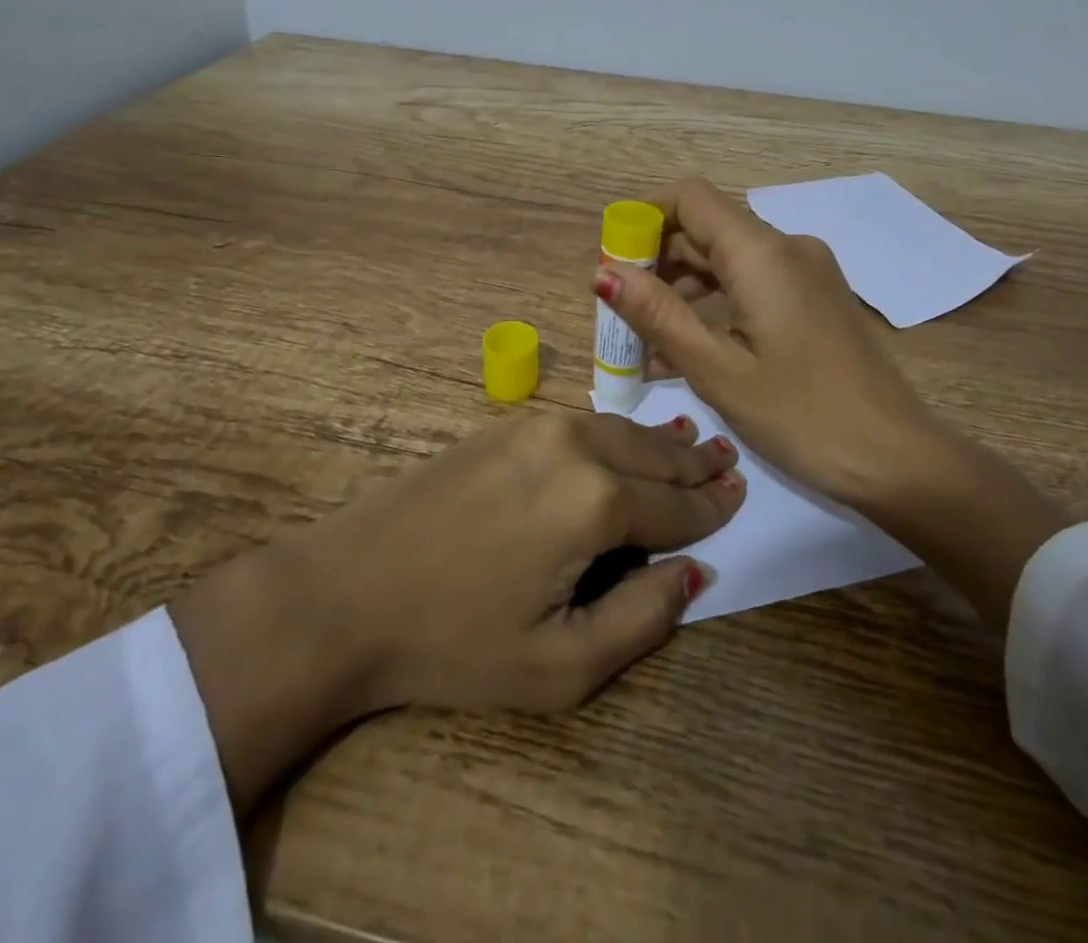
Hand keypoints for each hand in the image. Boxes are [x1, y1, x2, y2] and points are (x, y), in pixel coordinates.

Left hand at [172, 409, 743, 811]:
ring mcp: (537, 426)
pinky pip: (583, 422)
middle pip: (655, 453)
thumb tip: (692, 572)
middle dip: (695, 462)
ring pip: (621, 428)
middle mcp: (576, 445)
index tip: (741, 495)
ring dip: (658, 443)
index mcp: (596, 502)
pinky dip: (617, 433)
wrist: (346, 591)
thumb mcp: (559, 665)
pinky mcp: (506, 424)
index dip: (713, 505)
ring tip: (690, 446)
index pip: (677, 503)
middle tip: (728, 460)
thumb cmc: (454, 643)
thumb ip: (641, 618)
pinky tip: (627, 441)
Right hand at [591, 177, 943, 508]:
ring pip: (728, 260)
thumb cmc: (802, 416)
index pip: (690, 198)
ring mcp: (807, 273)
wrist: (898, 459)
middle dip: (656, 262)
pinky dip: (715, 306)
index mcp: (762, 253)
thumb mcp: (717, 370)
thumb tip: (603, 272)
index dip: (643, 218)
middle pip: (707, 229)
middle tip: (617, 312)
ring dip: (682, 290)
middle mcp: (787, 248)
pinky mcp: (816, 299)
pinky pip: (753, 285)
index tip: (612, 262)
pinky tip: (685, 350)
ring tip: (643, 342)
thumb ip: (658, 315)